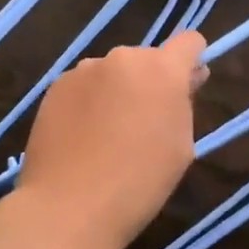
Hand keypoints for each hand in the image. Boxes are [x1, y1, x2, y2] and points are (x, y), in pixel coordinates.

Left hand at [14, 31, 206, 248]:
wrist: (68, 207)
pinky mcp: (56, 85)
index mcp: (162, 70)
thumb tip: (184, 81)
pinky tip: (82, 136)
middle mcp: (123, 57)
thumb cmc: (139, 183)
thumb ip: (184, 104)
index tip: (187, 87)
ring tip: (108, 134)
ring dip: (118, 90)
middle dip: (151, 82)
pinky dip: (90, 101)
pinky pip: (85, 85)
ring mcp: (85, 69)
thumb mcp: (181, 147)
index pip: (189, 42)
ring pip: (113, 72)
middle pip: (147, 59)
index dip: (191, 61)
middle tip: (145, 123)